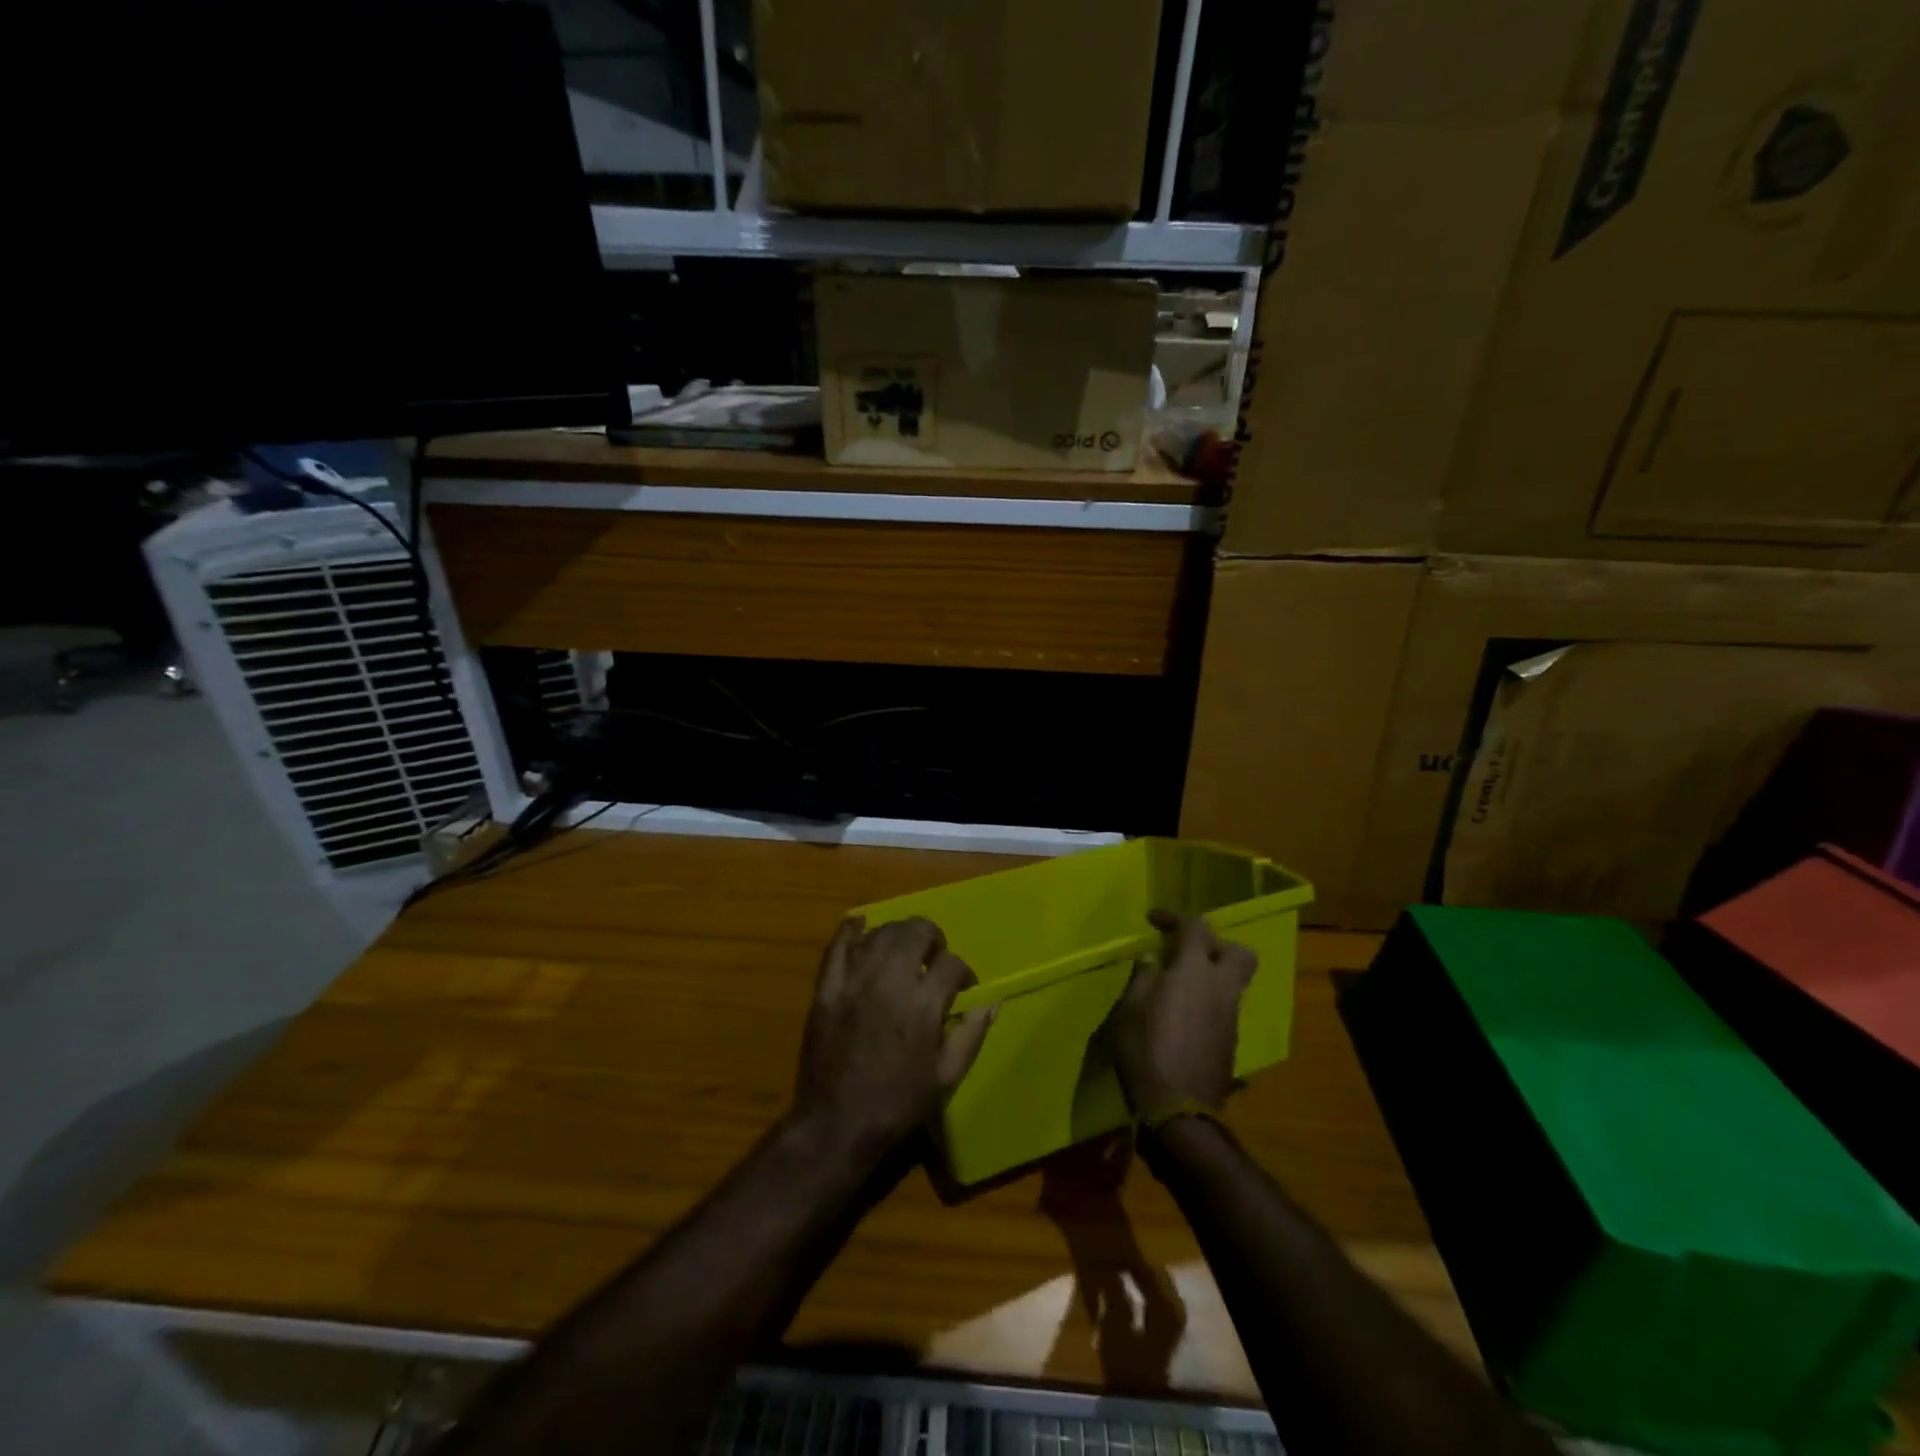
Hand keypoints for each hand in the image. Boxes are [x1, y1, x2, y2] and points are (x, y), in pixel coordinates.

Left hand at [790, 917, 996, 1163]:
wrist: (836, 1124)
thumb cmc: (898, 1104)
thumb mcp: (946, 1077)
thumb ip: (970, 1034)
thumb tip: (991, 1002)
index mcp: (923, 1004)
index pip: (951, 964)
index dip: (962, 971)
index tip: (962, 986)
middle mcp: (890, 981)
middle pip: (915, 932)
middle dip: (932, 938)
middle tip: (933, 958)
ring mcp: (855, 980)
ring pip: (881, 933)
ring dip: (898, 934)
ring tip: (903, 950)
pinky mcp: (828, 987)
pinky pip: (838, 945)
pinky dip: (851, 930)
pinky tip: (861, 927)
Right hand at [1110, 910, 1255, 1123]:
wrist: (1177, 1111)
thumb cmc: (1145, 1050)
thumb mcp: (1129, 1008)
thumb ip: (1143, 977)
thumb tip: (1151, 960)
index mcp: (1194, 972)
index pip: (1195, 928)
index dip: (1174, 918)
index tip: (1153, 920)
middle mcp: (1221, 989)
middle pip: (1238, 953)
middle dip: (1214, 943)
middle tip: (1185, 950)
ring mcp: (1230, 1017)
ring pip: (1234, 981)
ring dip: (1212, 973)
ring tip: (1180, 983)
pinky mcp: (1231, 1042)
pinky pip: (1225, 1006)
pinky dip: (1209, 1000)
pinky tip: (1185, 1014)